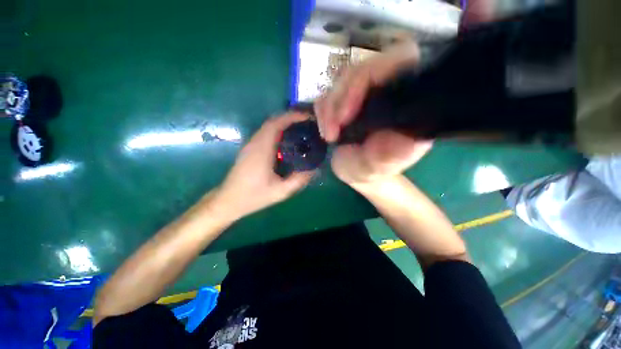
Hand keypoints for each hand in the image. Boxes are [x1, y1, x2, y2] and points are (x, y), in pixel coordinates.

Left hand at [214, 112, 313, 221]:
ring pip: (268, 126)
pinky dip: (278, 130)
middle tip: (307, 122)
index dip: (292, 117)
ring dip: (284, 123)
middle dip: (290, 117)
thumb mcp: (281, 192)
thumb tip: (314, 169)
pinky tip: (287, 139)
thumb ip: (299, 180)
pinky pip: (265, 132)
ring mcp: (250, 144)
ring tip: (300, 128)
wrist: (229, 200)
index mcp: (262, 150)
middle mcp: (255, 142)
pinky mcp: (250, 148)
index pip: (277, 124)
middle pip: (273, 121)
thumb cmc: (254, 196)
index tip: (307, 117)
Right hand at [315, 39, 431, 185]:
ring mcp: (366, 92)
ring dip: (329, 108)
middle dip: (341, 99)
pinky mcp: (347, 98)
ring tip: (329, 136)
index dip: (371, 75)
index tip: (347, 114)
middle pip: (363, 68)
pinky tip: (326, 130)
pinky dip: (323, 111)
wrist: (356, 171)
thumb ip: (389, 158)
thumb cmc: (370, 171)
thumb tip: (407, 142)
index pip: (401, 59)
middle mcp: (388, 89)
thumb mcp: (376, 169)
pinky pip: (329, 92)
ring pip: (343, 80)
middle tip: (332, 132)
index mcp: (408, 101)